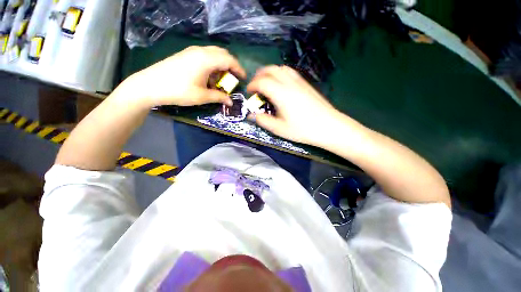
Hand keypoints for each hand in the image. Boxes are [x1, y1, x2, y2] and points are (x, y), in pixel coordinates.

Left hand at [125, 46, 245, 106]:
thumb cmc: (179, 91)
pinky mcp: (185, 55)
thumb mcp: (202, 96)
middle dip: (231, 65)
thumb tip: (230, 102)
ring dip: (221, 65)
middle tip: (234, 78)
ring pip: (213, 54)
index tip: (244, 78)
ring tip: (221, 80)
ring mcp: (192, 52)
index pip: (229, 60)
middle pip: (222, 53)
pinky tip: (208, 77)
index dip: (239, 69)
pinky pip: (205, 56)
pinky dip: (212, 65)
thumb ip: (219, 97)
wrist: (150, 85)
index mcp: (207, 59)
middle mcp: (201, 51)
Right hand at [247, 65, 344, 146]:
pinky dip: (280, 74)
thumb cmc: (303, 129)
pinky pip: (290, 72)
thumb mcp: (279, 129)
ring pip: (281, 68)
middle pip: (271, 69)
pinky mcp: (306, 84)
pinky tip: (281, 85)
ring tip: (266, 83)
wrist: (329, 126)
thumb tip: (252, 115)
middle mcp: (289, 83)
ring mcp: (299, 82)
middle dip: (259, 75)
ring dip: (270, 72)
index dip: (252, 85)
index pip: (262, 82)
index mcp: (281, 93)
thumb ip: (263, 121)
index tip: (249, 92)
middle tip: (255, 86)